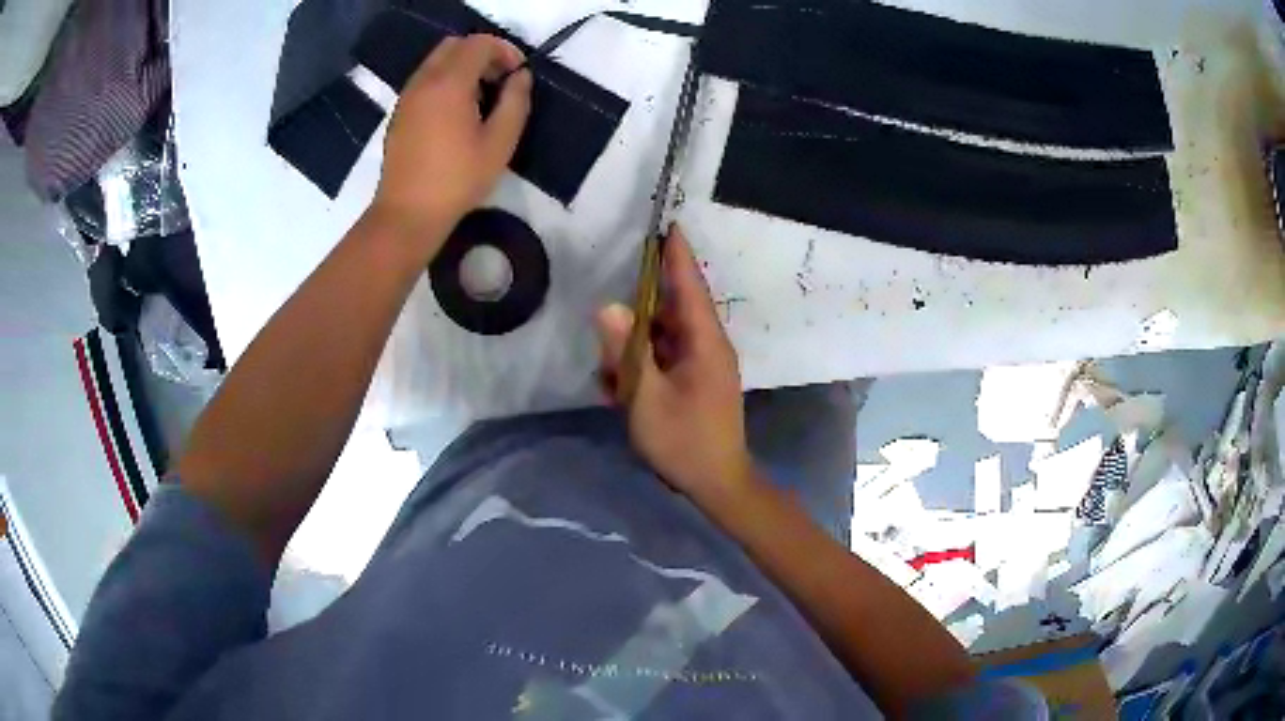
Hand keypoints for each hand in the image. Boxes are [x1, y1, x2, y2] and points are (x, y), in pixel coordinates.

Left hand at [369, 35, 532, 256]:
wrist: (407, 212)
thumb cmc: (457, 179)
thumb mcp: (500, 143)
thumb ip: (516, 102)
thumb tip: (520, 77)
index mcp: (450, 83)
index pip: (479, 43)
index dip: (505, 50)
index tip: (517, 74)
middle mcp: (424, 81)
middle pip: (455, 45)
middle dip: (482, 54)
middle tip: (499, 81)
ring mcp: (408, 96)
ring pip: (437, 61)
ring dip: (462, 67)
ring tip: (480, 98)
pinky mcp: (400, 112)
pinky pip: (425, 79)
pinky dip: (445, 81)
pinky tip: (456, 112)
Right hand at [597, 227, 755, 503]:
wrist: (717, 483)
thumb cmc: (685, 442)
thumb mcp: (647, 398)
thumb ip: (628, 351)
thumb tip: (609, 307)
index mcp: (705, 342)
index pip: (690, 287)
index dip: (677, 256)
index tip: (668, 225)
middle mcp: (708, 346)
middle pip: (672, 310)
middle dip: (639, 314)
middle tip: (612, 331)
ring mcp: (703, 364)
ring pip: (664, 337)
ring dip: (636, 350)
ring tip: (615, 380)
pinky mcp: (696, 381)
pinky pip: (665, 359)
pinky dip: (643, 368)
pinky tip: (624, 392)